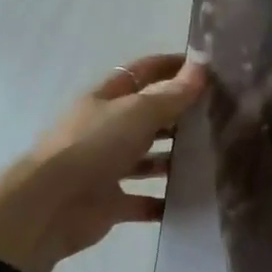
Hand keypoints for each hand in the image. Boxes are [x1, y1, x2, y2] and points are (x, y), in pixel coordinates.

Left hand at [0, 53, 206, 271]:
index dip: (171, 66)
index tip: (207, 67)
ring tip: (214, 157)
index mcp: (106, 100)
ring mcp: (107, 167)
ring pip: (148, 159)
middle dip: (180, 115)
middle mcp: (106, 130)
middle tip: (222, 116)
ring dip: (175, 158)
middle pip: (148, 117)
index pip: (142, 73)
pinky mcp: (111, 203)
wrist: (50, 206)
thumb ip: (173, 94)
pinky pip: (145, 201)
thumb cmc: (94, 146)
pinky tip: (195, 198)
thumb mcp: (138, 112)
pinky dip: (166, 202)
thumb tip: (203, 65)